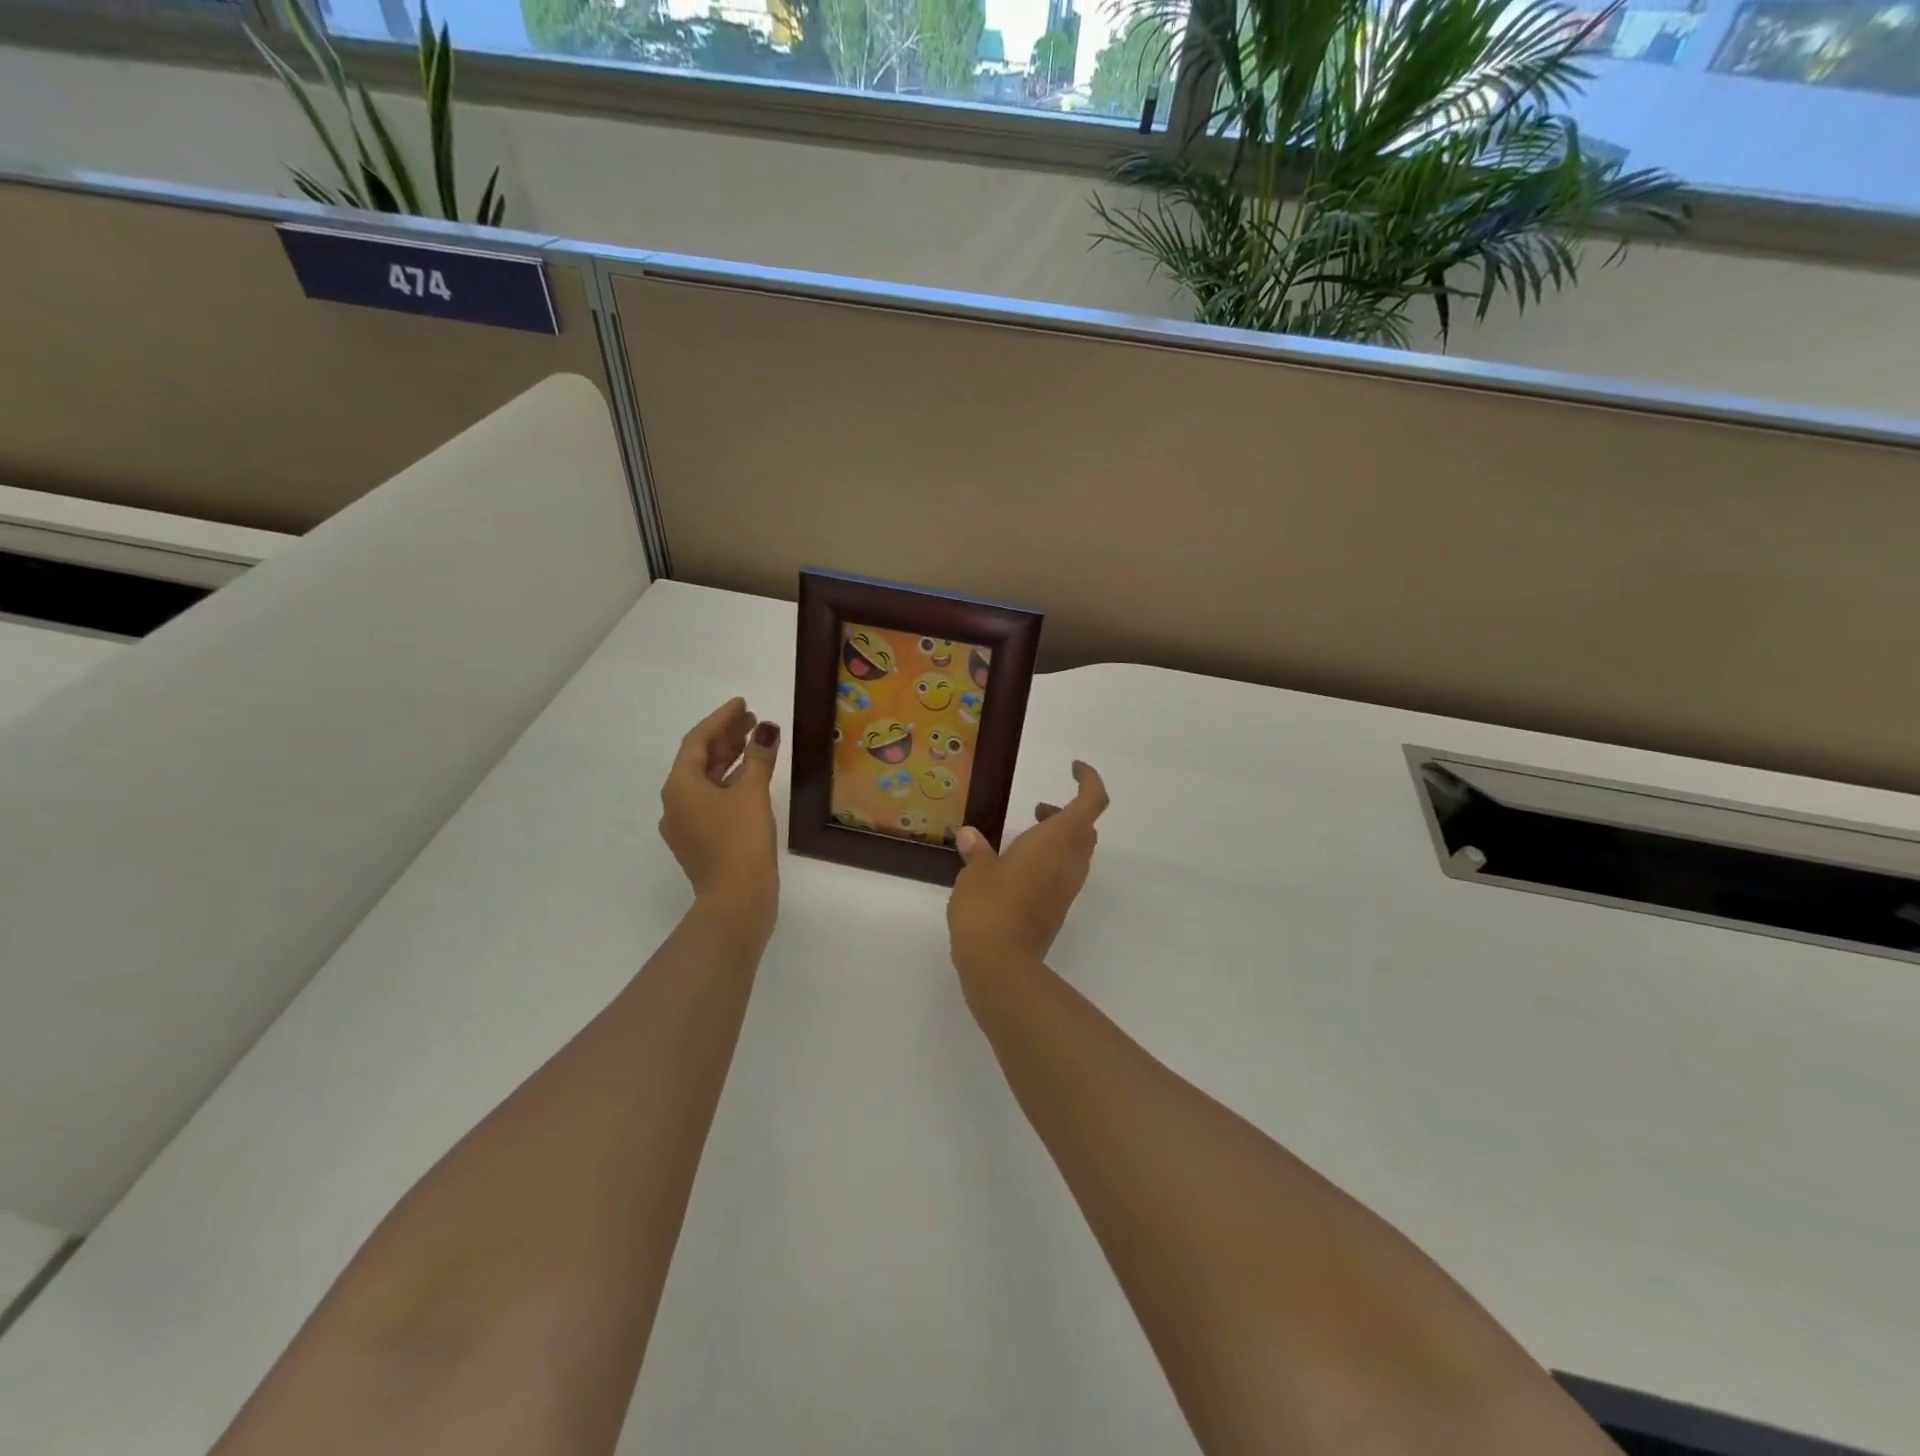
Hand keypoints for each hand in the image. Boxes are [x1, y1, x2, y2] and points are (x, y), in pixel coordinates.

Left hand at [659, 698, 780, 927]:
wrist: (736, 899)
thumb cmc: (740, 839)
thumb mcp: (752, 792)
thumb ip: (758, 757)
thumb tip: (766, 730)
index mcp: (679, 786)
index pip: (697, 741)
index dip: (721, 719)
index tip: (742, 703)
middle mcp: (675, 802)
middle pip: (700, 759)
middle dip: (726, 737)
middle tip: (753, 719)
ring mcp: (686, 824)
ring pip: (707, 781)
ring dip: (730, 759)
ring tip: (757, 743)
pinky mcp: (701, 841)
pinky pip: (713, 800)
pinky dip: (731, 783)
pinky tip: (752, 779)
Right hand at [947, 761, 1108, 981]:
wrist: (1000, 964)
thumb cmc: (989, 906)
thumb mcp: (976, 872)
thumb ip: (978, 851)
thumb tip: (971, 836)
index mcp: (1056, 841)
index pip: (1091, 802)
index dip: (1089, 780)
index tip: (1073, 768)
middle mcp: (1070, 862)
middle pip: (1086, 827)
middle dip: (1067, 811)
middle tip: (1037, 809)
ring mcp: (1066, 888)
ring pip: (1077, 851)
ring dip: (1058, 837)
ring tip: (1022, 837)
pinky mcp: (1057, 909)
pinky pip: (1064, 873)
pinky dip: (1049, 861)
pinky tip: (1016, 869)